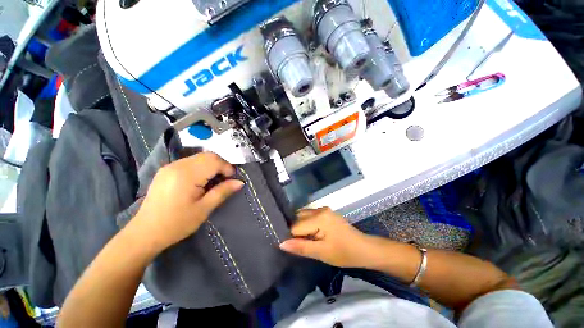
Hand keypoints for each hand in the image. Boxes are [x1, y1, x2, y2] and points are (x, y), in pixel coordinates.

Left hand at [131, 152, 243, 252]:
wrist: (145, 232)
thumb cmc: (177, 223)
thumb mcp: (204, 209)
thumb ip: (223, 192)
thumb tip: (240, 182)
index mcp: (187, 175)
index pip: (214, 161)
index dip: (227, 168)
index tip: (232, 180)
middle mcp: (177, 165)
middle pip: (207, 156)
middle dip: (221, 165)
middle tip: (225, 180)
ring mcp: (170, 166)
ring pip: (199, 157)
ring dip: (212, 166)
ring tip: (214, 181)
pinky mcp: (167, 170)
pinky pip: (190, 162)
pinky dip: (201, 167)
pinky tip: (201, 181)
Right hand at [279, 207, 372, 267]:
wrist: (364, 249)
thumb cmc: (344, 253)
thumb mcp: (321, 253)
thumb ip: (301, 247)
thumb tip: (281, 244)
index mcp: (319, 217)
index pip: (296, 226)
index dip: (294, 238)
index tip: (297, 248)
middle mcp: (320, 209)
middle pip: (298, 218)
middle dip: (297, 231)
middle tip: (302, 244)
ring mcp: (324, 209)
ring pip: (303, 215)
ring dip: (302, 227)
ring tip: (308, 240)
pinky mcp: (326, 212)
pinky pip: (310, 216)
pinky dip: (308, 224)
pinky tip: (313, 234)